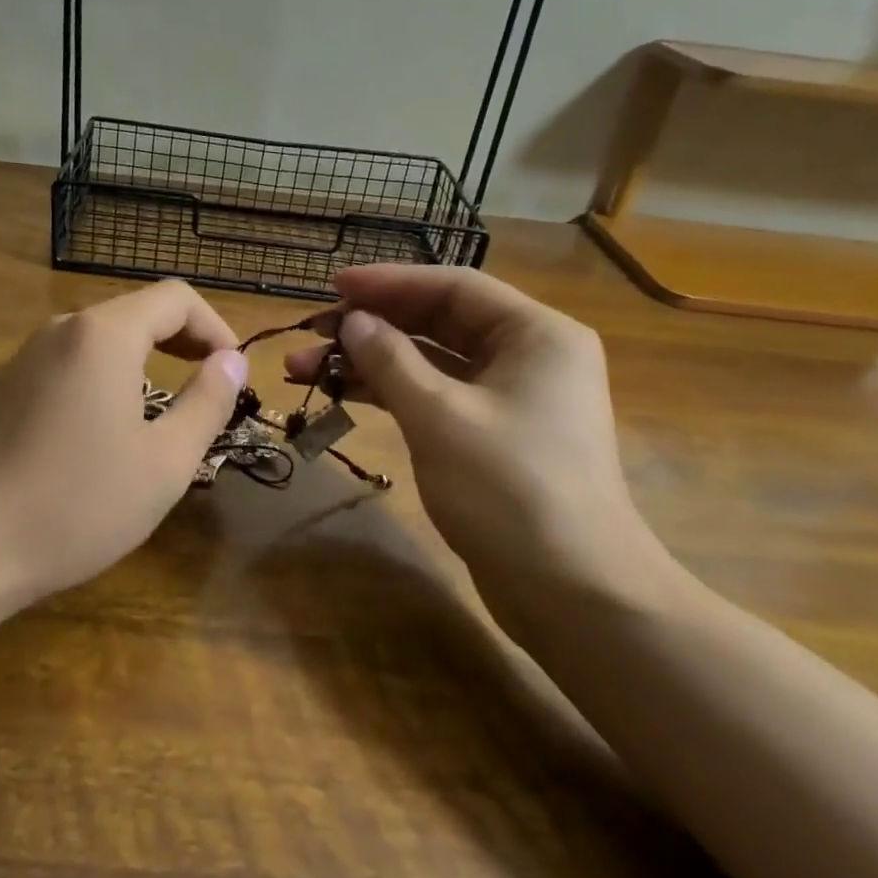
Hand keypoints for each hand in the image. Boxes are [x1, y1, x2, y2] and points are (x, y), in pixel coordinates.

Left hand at [0, 279, 248, 602]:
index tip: (233, 373)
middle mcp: (64, 329)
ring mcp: (29, 354)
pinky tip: (112, 427)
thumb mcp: (165, 461)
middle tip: (211, 389)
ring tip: (168, 412)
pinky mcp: (10, 384)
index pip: (175, 298)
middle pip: (139, 312)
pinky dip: (109, 376)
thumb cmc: (79, 503)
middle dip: (184, 342)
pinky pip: (74, 361)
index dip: (215, 327)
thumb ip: (207, 402)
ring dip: (146, 360)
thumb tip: (232, 361)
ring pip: (104, 337)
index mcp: (104, 335)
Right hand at [284, 264, 678, 636]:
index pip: (453, 287)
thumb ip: (390, 359)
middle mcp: (528, 356)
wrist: (574, 596)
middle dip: (371, 327)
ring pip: (429, 363)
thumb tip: (352, 322)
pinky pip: (434, 397)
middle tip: (310, 333)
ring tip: (303, 369)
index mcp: (536, 334)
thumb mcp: (439, 415)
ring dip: (369, 363)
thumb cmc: (511, 489)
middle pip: (438, 322)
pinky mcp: (491, 437)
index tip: (332, 285)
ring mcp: (510, 399)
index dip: (388, 282)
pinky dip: (390, 395)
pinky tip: (342, 395)